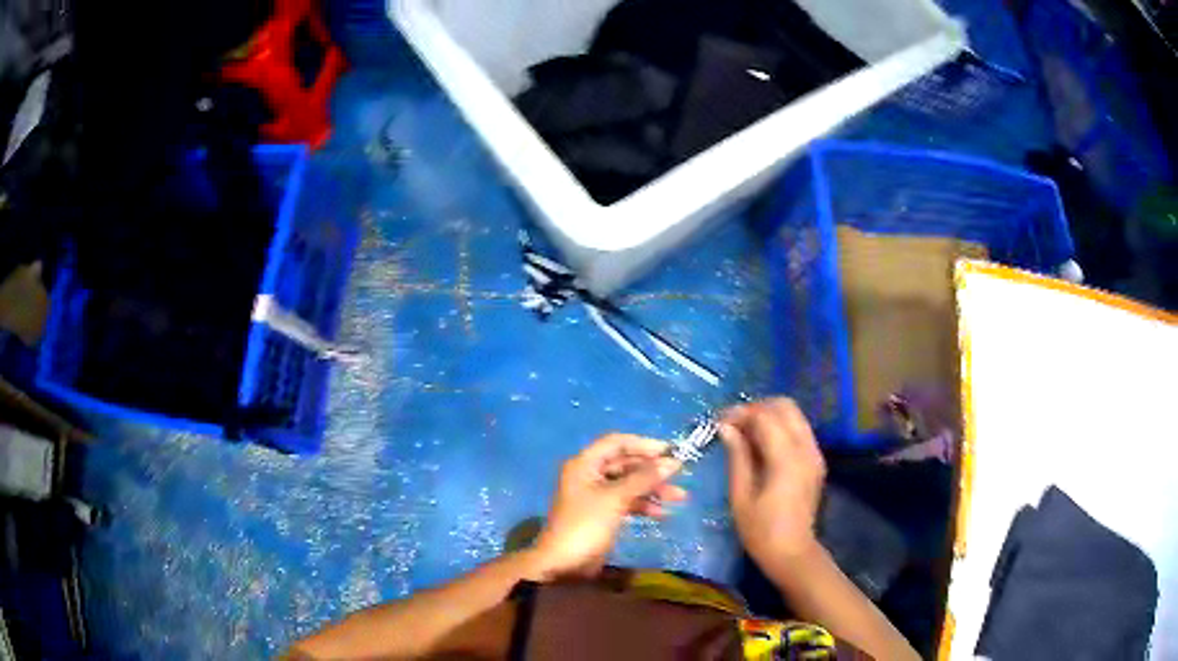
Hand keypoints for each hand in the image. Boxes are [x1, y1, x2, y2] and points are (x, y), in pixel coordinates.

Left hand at [532, 434, 684, 578]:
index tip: (670, 452)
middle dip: (652, 470)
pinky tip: (662, 514)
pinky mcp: (603, 514)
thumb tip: (673, 463)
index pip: (617, 443)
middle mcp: (589, 475)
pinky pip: (626, 502)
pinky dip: (643, 505)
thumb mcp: (616, 498)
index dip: (644, 444)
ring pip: (629, 484)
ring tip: (680, 497)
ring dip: (653, 489)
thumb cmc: (586, 525)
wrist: (563, 564)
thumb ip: (644, 478)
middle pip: (625, 464)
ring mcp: (596, 495)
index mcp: (585, 464)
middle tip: (680, 474)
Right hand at [720, 398, 825, 565]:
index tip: (718, 422)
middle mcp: (806, 449)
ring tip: (744, 431)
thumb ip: (737, 457)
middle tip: (733, 423)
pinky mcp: (815, 460)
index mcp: (786, 459)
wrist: (792, 553)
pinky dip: (779, 426)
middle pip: (785, 406)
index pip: (765, 417)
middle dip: (757, 408)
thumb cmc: (761, 531)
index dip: (740, 414)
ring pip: (794, 415)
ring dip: (769, 415)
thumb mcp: (741, 496)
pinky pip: (798, 429)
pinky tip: (761, 444)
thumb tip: (726, 428)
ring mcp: (814, 453)